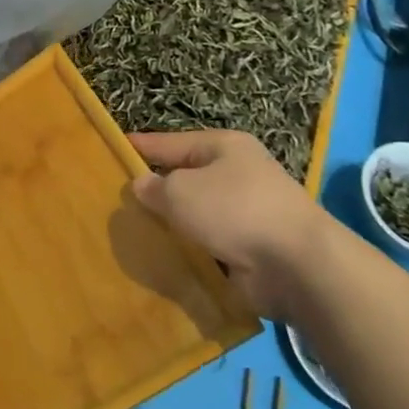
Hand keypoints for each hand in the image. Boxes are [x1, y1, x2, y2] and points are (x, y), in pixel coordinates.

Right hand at [129, 130, 338, 320]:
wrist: (298, 266)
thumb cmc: (235, 211)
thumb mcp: (180, 191)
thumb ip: (154, 187)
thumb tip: (142, 186)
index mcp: (223, 146)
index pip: (169, 142)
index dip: (139, 147)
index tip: (110, 149)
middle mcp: (236, 173)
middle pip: (183, 177)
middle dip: (154, 190)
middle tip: (115, 199)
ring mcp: (246, 211)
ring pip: (195, 213)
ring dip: (172, 223)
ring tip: (131, 231)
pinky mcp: (250, 246)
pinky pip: (208, 242)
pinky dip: (189, 249)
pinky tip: (162, 256)